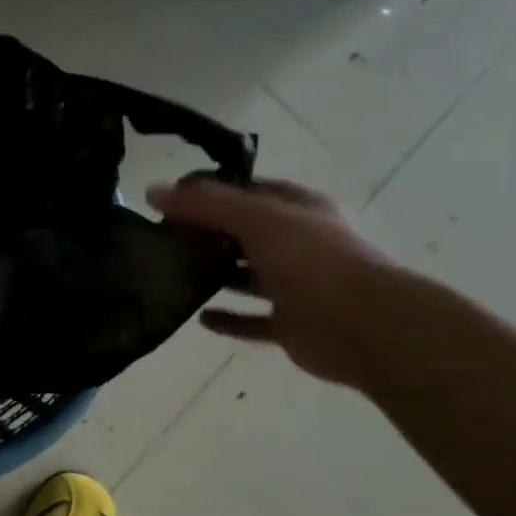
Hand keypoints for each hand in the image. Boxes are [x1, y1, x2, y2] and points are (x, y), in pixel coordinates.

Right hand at [147, 176, 397, 387]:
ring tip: (173, 276)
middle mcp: (300, 244)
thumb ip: (205, 204)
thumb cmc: (311, 260)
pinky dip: (228, 319)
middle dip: (208, 235)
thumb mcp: (255, 219)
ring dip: (216, 276)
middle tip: (163, 239)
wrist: (361, 325)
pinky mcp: (291, 324)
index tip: (171, 200)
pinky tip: (198, 318)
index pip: (251, 191)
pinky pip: (252, 320)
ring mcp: (297, 286)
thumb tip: (153, 190)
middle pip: (246, 234)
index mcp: (299, 210)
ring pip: (248, 276)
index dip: (213, 193)